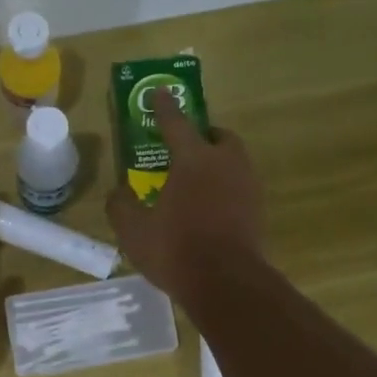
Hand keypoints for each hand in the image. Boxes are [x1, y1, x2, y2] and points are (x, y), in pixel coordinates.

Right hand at [106, 87, 264, 306]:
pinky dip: (227, 191)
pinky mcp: (259, 211)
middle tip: (187, 149)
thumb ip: (121, 206)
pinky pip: (241, 189)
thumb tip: (118, 193)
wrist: (226, 283)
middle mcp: (226, 164)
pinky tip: (213, 210)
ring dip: (218, 164)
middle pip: (219, 137)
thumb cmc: (176, 250)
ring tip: (199, 183)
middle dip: (204, 137)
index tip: (160, 92)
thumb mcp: (134, 231)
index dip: (164, 107)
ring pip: (235, 162)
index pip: (176, 123)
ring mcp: (248, 187)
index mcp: (193, 159)